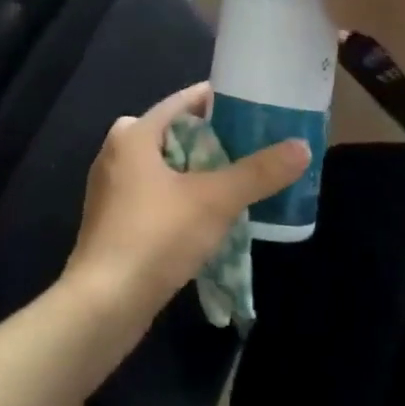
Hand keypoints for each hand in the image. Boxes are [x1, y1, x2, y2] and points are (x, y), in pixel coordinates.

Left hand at [63, 83, 307, 329]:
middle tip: (254, 146)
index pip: (182, 101)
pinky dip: (181, 195)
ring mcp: (111, 187)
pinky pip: (154, 193)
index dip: (219, 100)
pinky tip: (209, 214)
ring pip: (164, 166)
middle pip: (174, 132)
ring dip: (198, 171)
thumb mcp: (214, 201)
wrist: (103, 305)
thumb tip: (301, 147)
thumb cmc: (155, 237)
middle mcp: (116, 151)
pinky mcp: (113, 219)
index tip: (254, 105)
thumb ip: (258, 173)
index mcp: (134, 134)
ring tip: (239, 179)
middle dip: (213, 139)